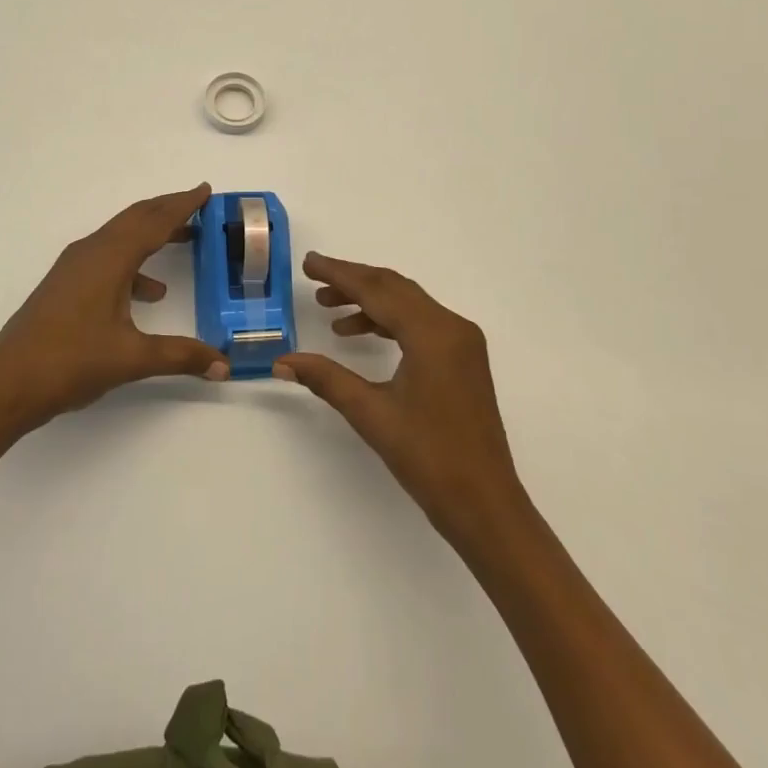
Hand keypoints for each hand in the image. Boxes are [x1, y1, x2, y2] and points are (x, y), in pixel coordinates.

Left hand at [0, 183, 229, 435]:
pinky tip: (149, 293)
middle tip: (199, 205)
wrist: (6, 384)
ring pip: (120, 237)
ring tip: (184, 239)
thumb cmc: (70, 362)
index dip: (183, 204)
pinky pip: (107, 257)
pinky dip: (133, 262)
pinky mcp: (65, 284)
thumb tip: (224, 365)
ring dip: (151, 233)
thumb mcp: (132, 359)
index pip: (154, 221)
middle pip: (136, 219)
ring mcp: (74, 267)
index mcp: (109, 258)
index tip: (205, 190)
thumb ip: (181, 356)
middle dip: (168, 209)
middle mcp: (91, 252)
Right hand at [275, 253, 527, 544]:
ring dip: (369, 301)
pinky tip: (360, 334)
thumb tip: (282, 362)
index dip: (339, 273)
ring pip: (408, 304)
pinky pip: (420, 323)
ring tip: (329, 308)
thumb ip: (326, 379)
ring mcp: (462, 342)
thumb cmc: (429, 458)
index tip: (308, 263)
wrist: (485, 505)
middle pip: (395, 288)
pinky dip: (389, 320)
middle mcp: (452, 327)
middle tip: (314, 278)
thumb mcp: (371, 414)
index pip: (378, 290)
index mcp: (433, 334)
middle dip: (353, 281)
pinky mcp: (463, 359)